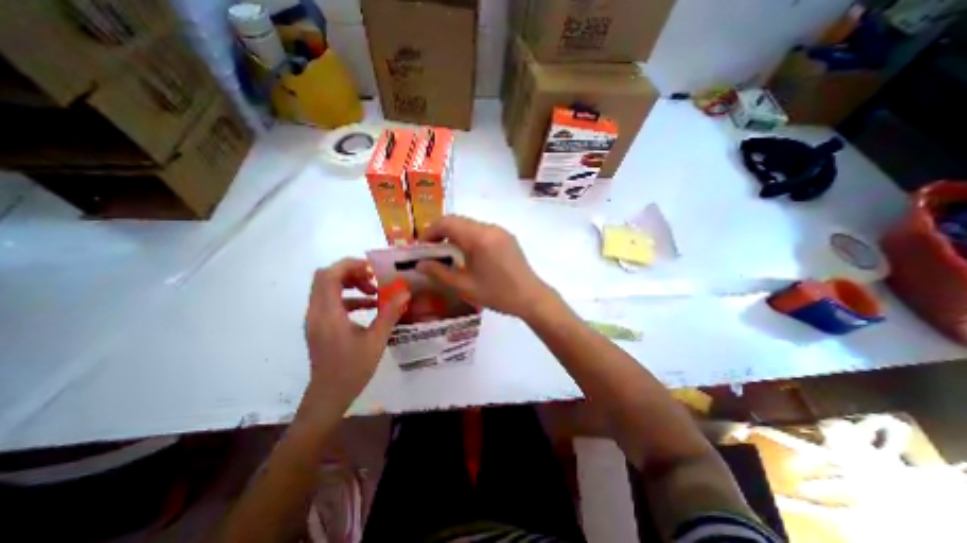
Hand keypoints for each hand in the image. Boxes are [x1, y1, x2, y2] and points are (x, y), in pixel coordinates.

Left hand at [301, 261, 405, 412]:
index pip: (328, 275)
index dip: (349, 266)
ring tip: (375, 293)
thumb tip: (405, 292)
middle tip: (374, 280)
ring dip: (351, 285)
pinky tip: (370, 307)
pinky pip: (331, 302)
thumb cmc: (352, 369)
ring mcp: (315, 319)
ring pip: (327, 288)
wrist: (329, 396)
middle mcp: (316, 312)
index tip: (372, 270)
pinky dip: (349, 298)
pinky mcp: (320, 326)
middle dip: (351, 273)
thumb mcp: (376, 340)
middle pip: (325, 278)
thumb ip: (390, 313)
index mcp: (328, 313)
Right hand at [417, 215, 560, 319]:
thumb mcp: (464, 286)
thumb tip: (419, 264)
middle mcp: (490, 228)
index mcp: (479, 237)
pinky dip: (469, 237)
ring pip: (470, 225)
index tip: (421, 248)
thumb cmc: (497, 294)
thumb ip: (439, 273)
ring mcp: (500, 231)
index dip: (429, 232)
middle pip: (458, 221)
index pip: (447, 222)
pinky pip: (482, 230)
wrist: (531, 297)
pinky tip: (468, 255)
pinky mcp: (507, 237)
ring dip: (455, 235)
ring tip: (448, 254)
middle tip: (432, 251)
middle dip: (441, 233)